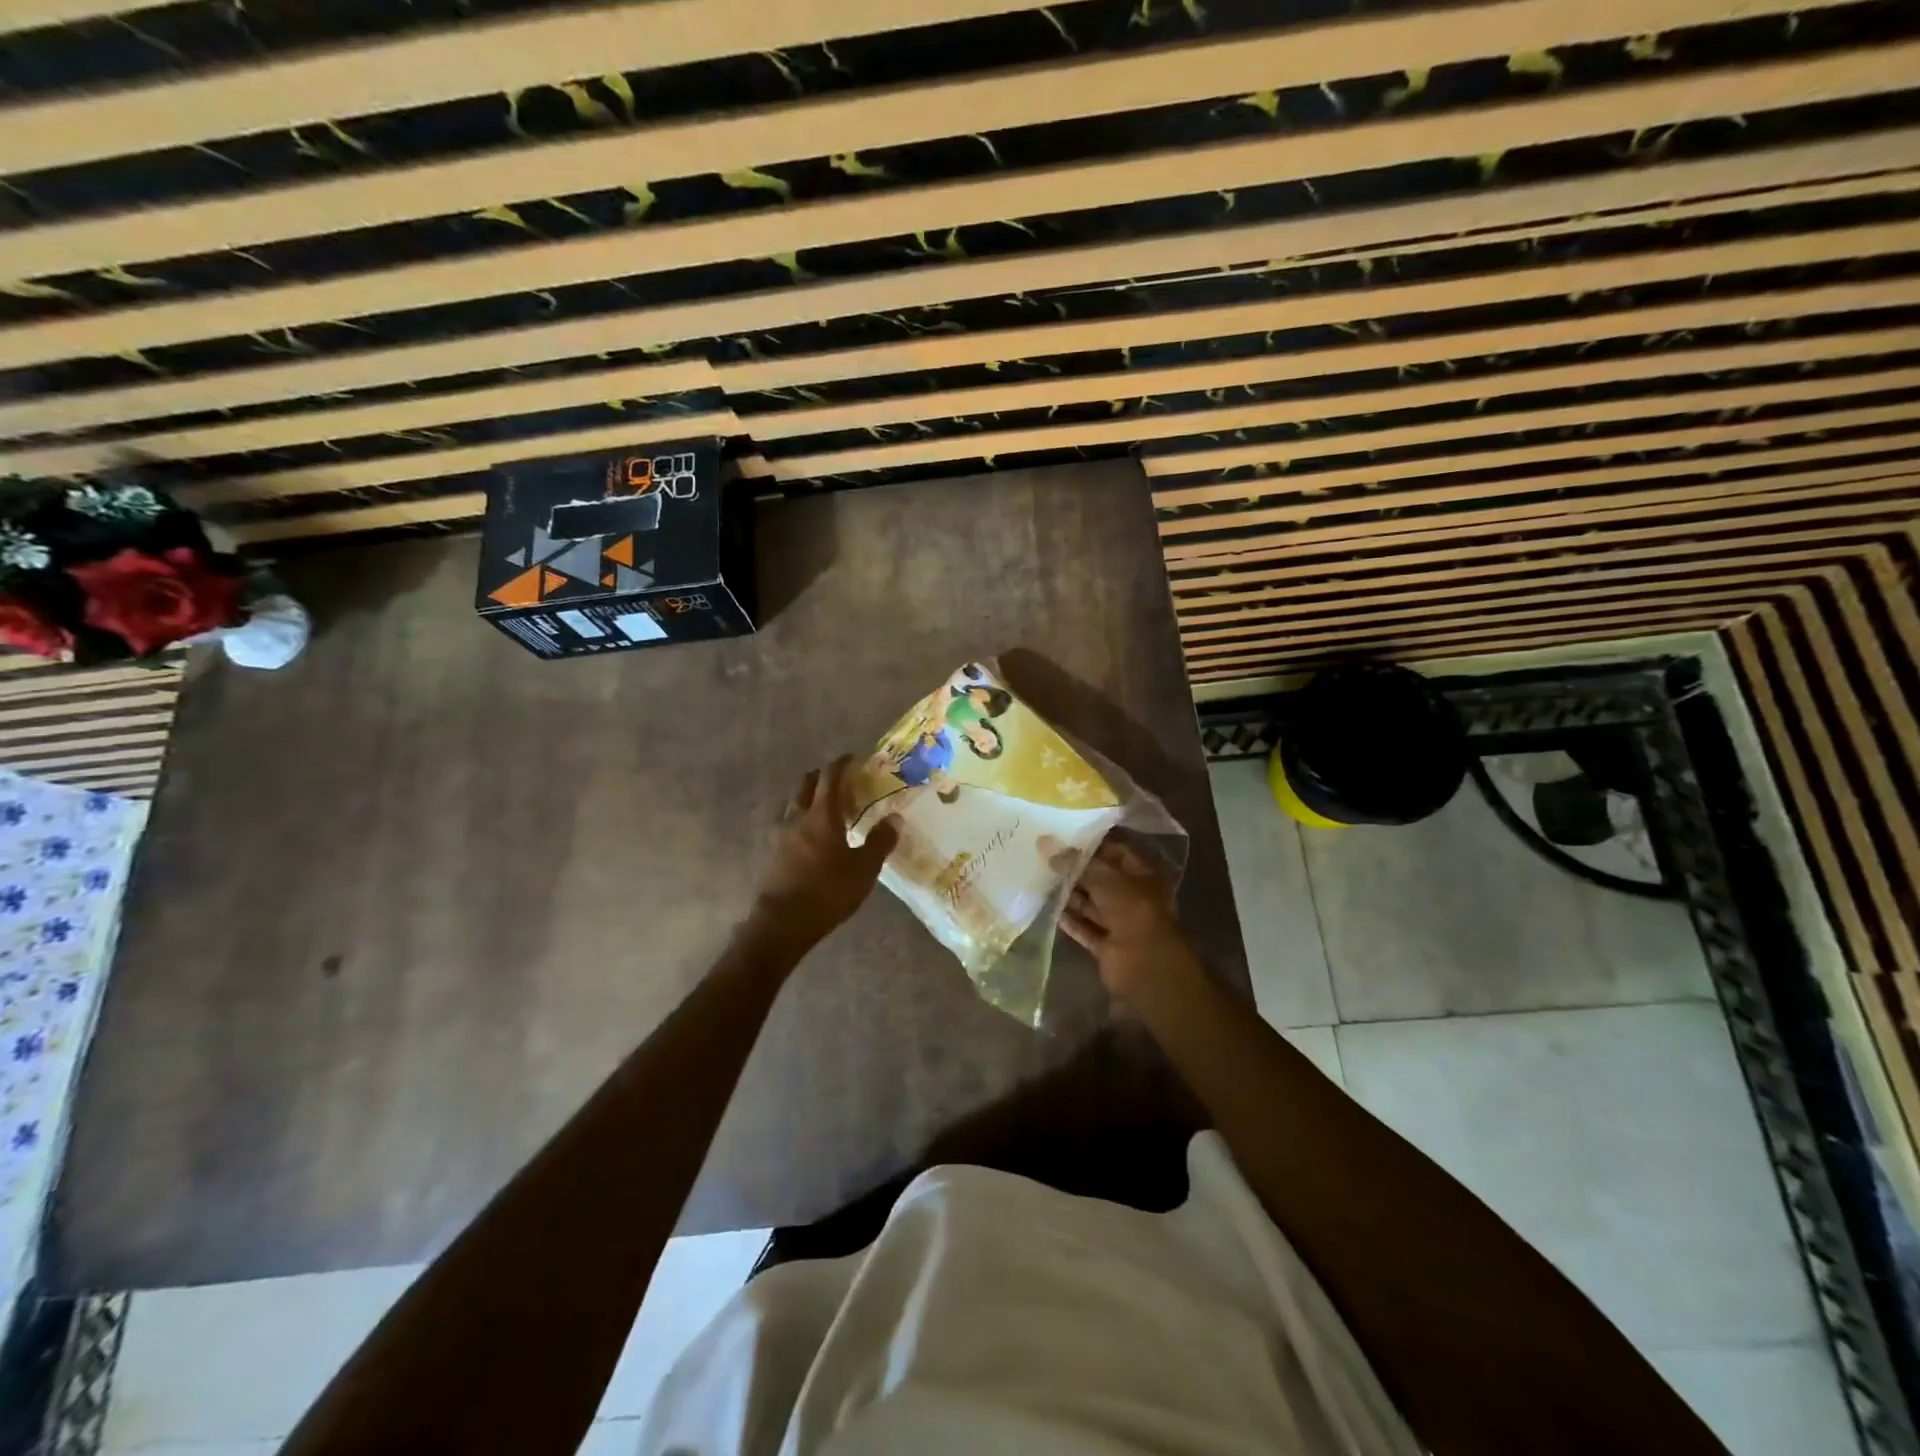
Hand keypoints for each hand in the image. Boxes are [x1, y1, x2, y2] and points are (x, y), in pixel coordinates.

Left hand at [752, 756, 899, 949]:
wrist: (783, 922)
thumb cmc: (828, 891)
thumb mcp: (864, 869)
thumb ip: (879, 841)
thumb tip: (894, 818)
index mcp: (822, 815)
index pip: (831, 777)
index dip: (841, 764)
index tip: (852, 758)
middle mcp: (797, 817)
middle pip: (806, 785)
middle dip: (822, 777)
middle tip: (839, 781)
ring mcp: (780, 835)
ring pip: (792, 803)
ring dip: (806, 797)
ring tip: (822, 806)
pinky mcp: (771, 853)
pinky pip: (784, 824)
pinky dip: (797, 819)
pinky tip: (806, 834)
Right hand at [1061, 837, 1202, 1002]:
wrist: (1145, 965)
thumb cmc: (1132, 909)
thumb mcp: (1103, 878)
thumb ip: (1075, 862)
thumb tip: (1045, 843)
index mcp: (1144, 874)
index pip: (1117, 850)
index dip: (1094, 843)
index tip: (1066, 834)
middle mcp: (1135, 897)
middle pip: (1103, 879)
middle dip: (1078, 870)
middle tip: (1047, 856)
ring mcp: (1122, 924)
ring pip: (1094, 905)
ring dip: (1072, 895)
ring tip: (1043, 879)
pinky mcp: (1108, 947)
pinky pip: (1087, 930)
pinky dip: (1072, 922)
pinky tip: (1052, 910)